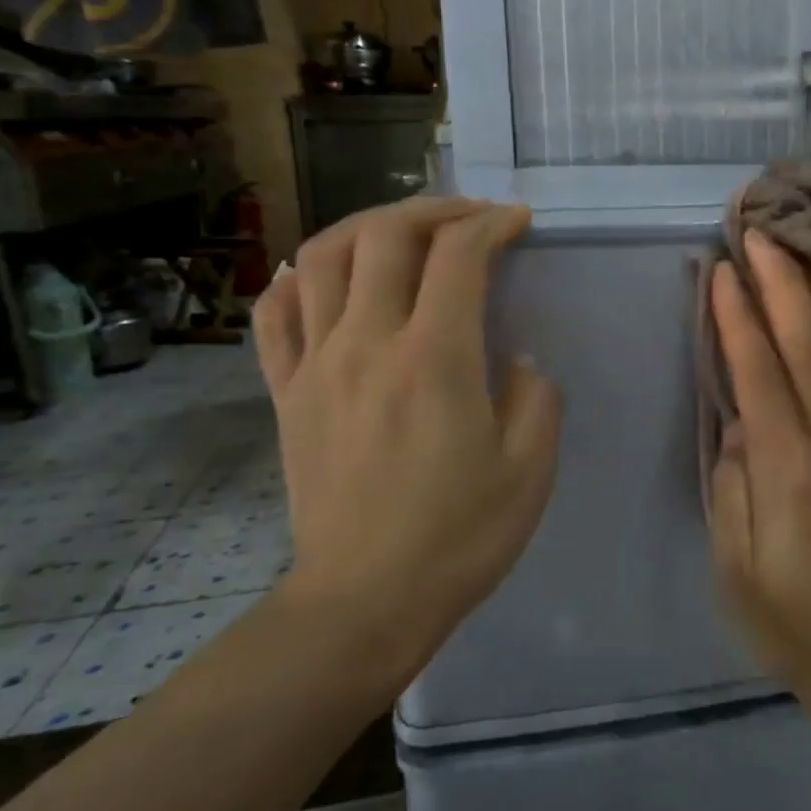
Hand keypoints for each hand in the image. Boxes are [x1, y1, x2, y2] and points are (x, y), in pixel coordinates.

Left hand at [252, 198, 561, 692]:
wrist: (364, 602)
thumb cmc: (459, 537)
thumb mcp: (530, 469)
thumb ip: (536, 397)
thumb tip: (517, 359)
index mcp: (434, 359)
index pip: (457, 255)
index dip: (491, 223)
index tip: (517, 222)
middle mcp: (367, 344)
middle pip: (384, 236)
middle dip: (433, 209)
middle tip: (468, 217)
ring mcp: (316, 366)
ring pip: (320, 258)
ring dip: (366, 227)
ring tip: (401, 233)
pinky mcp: (286, 394)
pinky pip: (275, 315)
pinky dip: (296, 278)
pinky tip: (321, 277)